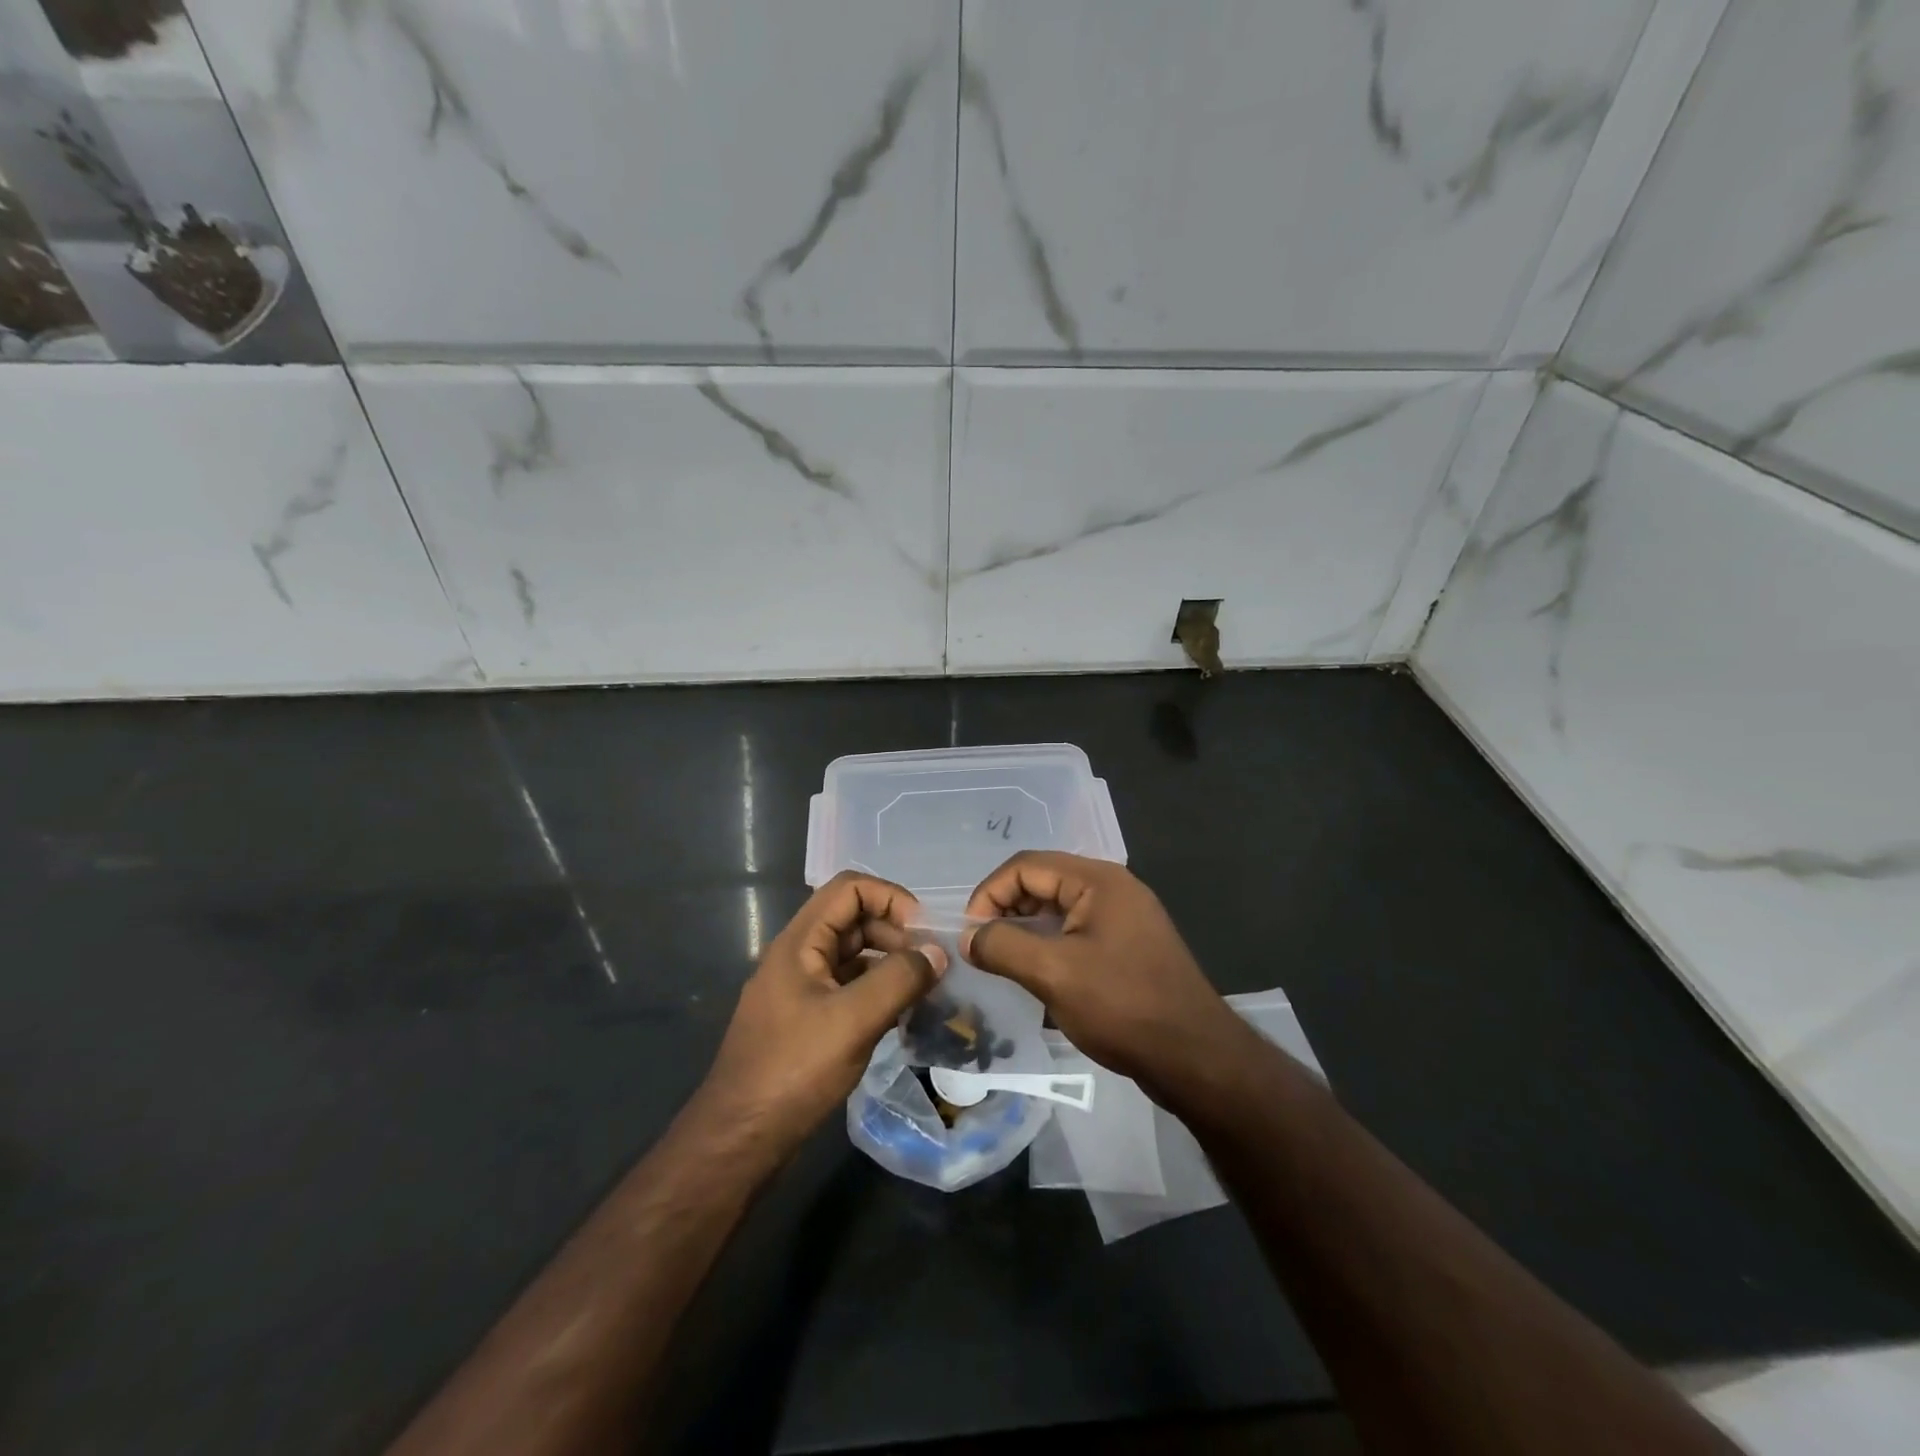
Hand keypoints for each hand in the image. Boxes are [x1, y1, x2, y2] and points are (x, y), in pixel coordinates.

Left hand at [695, 872, 945, 1152]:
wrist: (739, 1139)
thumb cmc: (793, 1070)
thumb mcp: (853, 1021)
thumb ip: (898, 980)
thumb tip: (937, 953)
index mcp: (800, 941)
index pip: (849, 888)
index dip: (890, 898)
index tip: (924, 932)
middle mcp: (798, 955)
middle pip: (853, 919)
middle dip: (896, 932)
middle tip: (930, 966)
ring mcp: (801, 988)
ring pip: (853, 955)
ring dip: (890, 963)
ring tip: (924, 990)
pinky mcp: (807, 1019)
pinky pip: (848, 987)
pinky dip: (877, 991)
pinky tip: (902, 1014)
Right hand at [962, 852, 1251, 1101]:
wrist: (1195, 1057)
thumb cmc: (1122, 1006)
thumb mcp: (1053, 974)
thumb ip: (1003, 946)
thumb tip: (969, 938)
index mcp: (1098, 880)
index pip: (1026, 865)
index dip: (989, 893)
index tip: (969, 933)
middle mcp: (1113, 888)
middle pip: (1043, 881)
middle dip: (1006, 910)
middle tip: (983, 949)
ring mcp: (1124, 917)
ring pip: (1059, 909)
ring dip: (1027, 930)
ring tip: (1004, 963)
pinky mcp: (1128, 946)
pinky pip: (1077, 932)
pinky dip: (1050, 945)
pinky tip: (1038, 975)